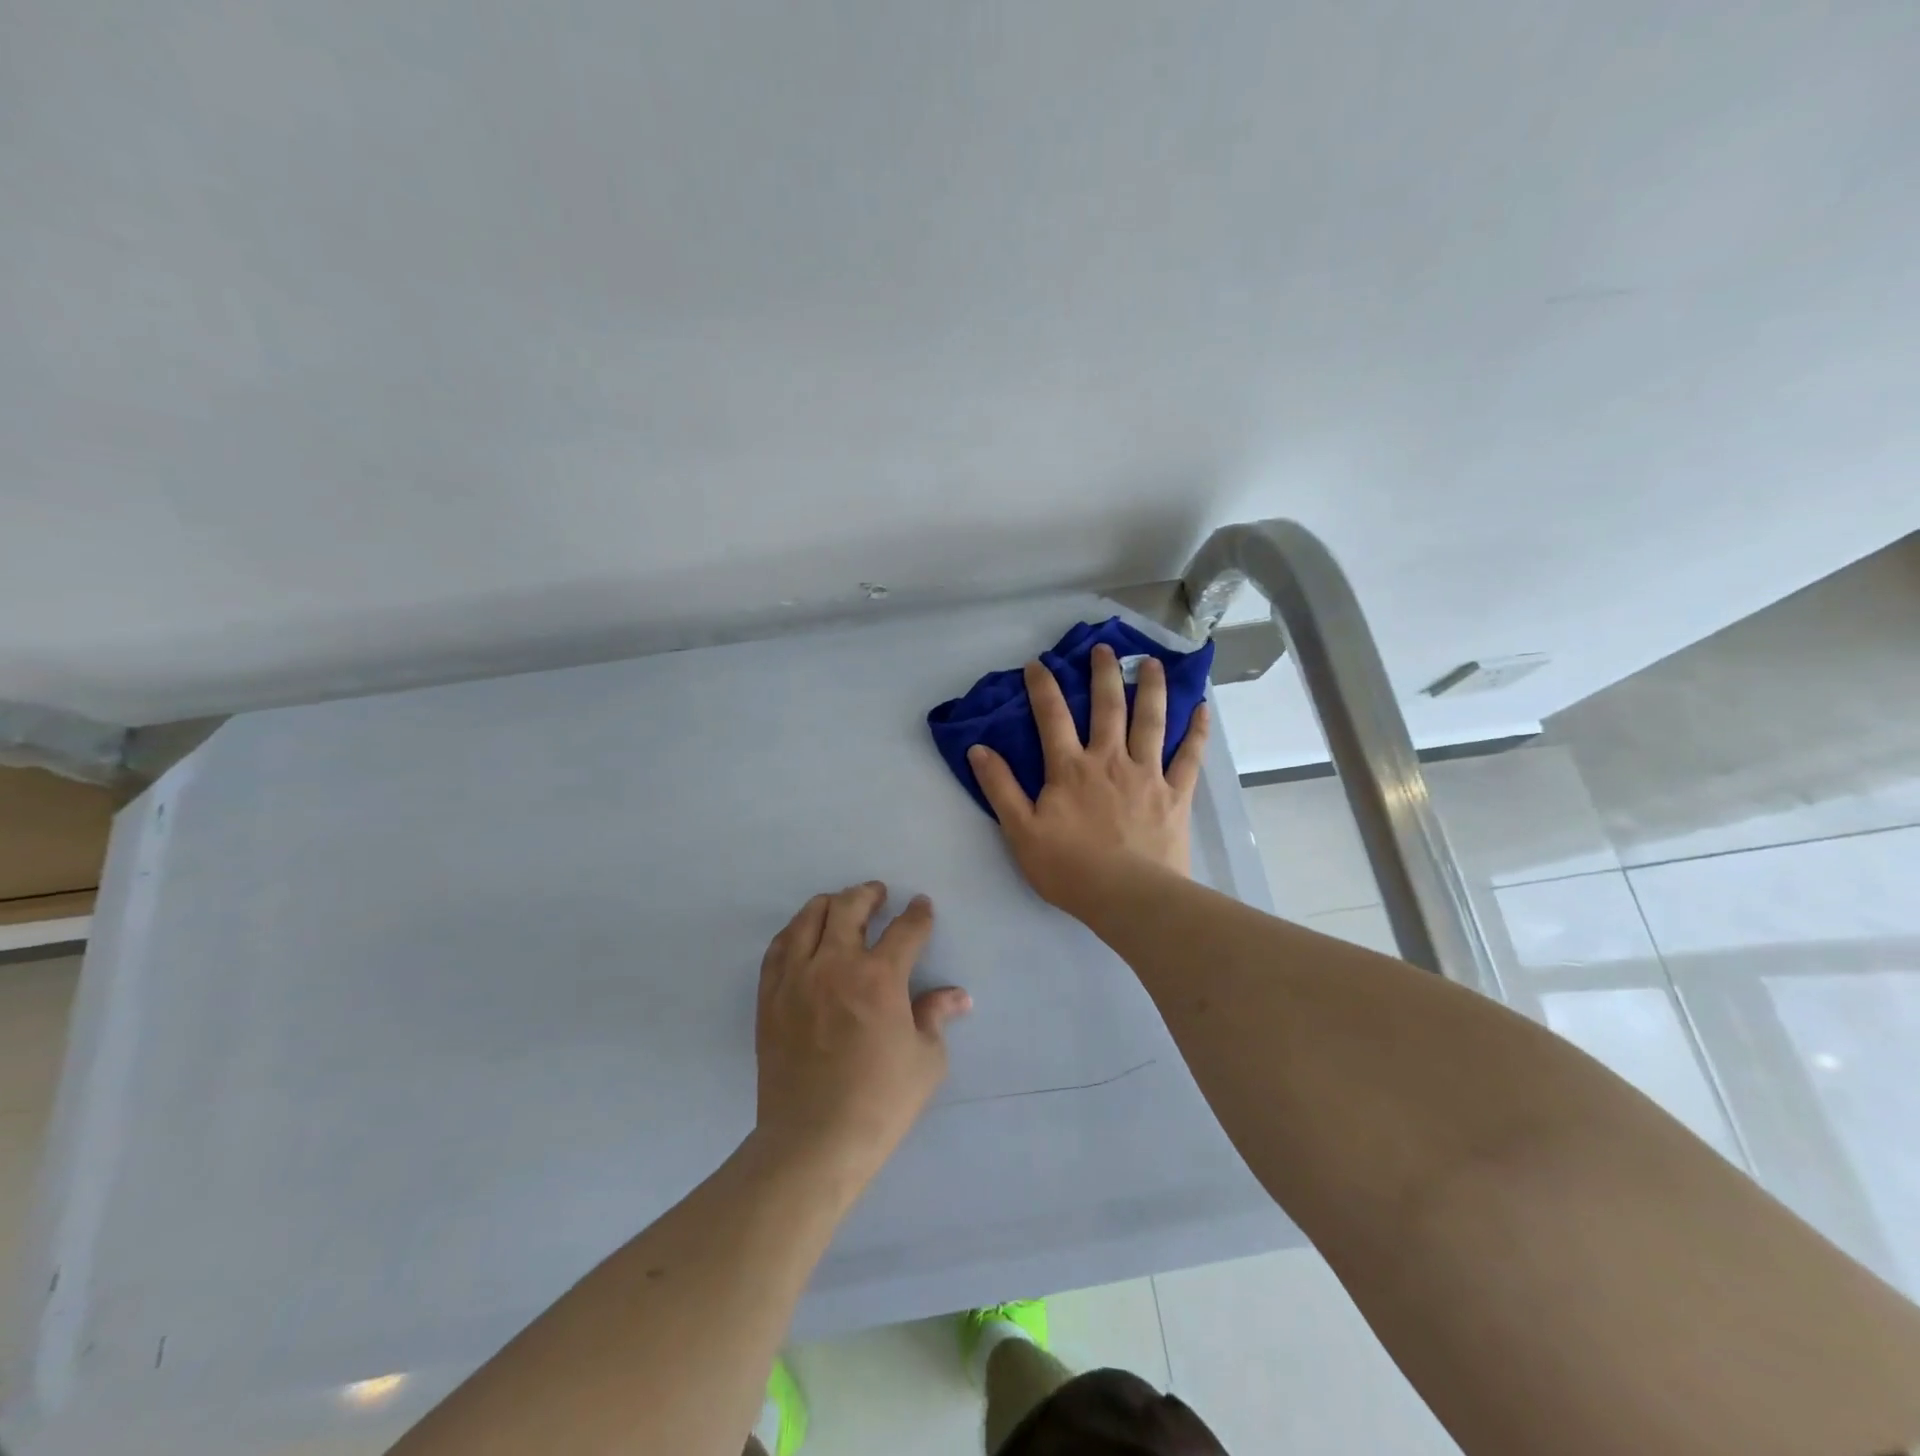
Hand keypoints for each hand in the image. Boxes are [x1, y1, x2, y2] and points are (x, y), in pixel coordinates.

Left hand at [753, 883, 971, 1180]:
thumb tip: (957, 996)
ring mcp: (797, 978)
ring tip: (840, 905)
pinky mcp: (770, 997)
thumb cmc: (879, 1102)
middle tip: (878, 894)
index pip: (905, 930)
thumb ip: (936, 1017)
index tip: (921, 906)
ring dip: (829, 904)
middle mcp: (836, 965)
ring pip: (809, 918)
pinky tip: (802, 935)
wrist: (813, 1142)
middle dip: (869, 894)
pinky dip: (794, 932)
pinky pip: (778, 948)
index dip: (918, 914)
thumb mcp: (926, 1061)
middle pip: (850, 908)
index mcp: (880, 978)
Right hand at [968, 643, 1209, 909]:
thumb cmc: (1069, 869)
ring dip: (1151, 688)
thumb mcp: (1021, 831)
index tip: (1038, 664)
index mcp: (1070, 768)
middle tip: (1106, 648)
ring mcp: (1147, 774)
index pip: (1052, 717)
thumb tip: (979, 749)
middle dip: (1104, 673)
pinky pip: (1189, 756)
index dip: (1043, 687)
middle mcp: (1110, 760)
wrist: (1128, 897)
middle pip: (1108, 706)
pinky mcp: (1176, 794)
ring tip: (1152, 663)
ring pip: (1151, 720)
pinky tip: (1202, 708)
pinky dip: (1196, 731)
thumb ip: (1000, 788)